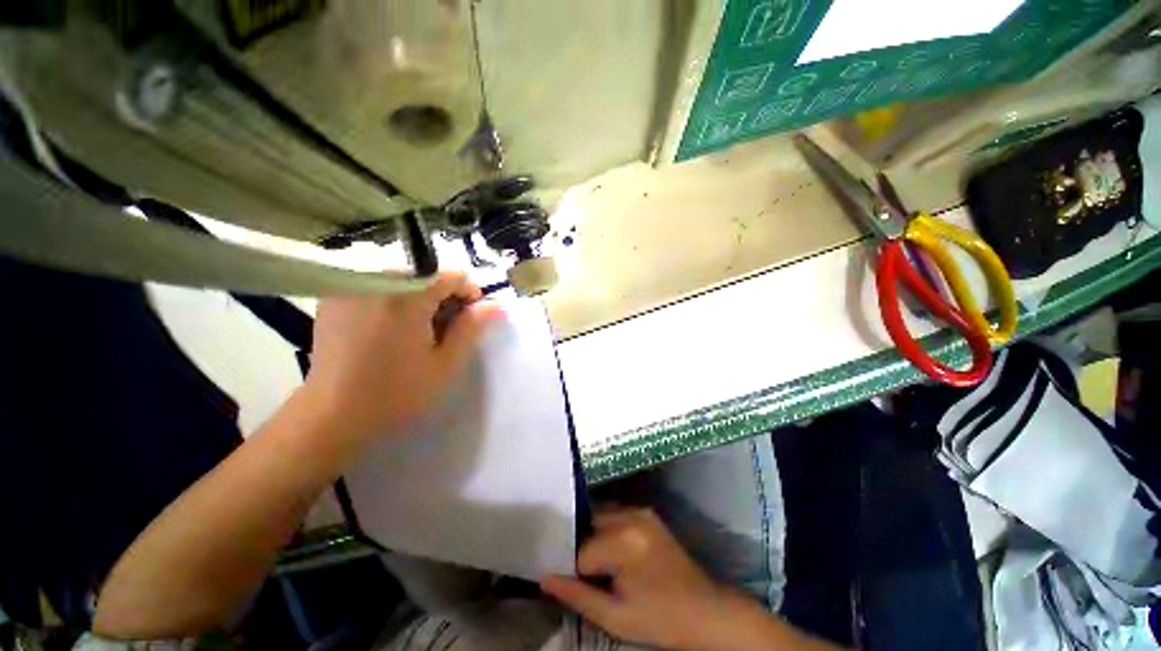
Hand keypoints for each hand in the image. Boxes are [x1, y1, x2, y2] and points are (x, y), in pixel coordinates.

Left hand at [300, 271, 501, 455]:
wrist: (331, 416)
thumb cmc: (396, 393)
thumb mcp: (446, 364)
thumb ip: (472, 328)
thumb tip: (496, 305)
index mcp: (406, 297)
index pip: (451, 275)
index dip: (468, 293)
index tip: (468, 317)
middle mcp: (376, 282)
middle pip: (426, 274)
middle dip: (443, 296)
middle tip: (443, 329)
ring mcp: (351, 288)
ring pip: (403, 278)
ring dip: (419, 297)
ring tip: (417, 330)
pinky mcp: (334, 298)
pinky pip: (377, 285)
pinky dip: (394, 299)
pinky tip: (390, 328)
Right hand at [541, 509, 762, 650]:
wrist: (706, 610)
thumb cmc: (660, 619)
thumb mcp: (615, 618)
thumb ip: (576, 595)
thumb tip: (544, 578)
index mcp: (624, 542)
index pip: (581, 551)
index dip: (576, 571)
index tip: (581, 584)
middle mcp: (631, 516)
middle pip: (589, 526)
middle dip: (584, 548)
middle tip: (591, 574)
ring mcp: (641, 511)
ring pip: (601, 518)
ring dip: (595, 537)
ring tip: (604, 566)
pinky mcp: (648, 513)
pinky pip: (616, 516)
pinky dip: (609, 531)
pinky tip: (617, 554)